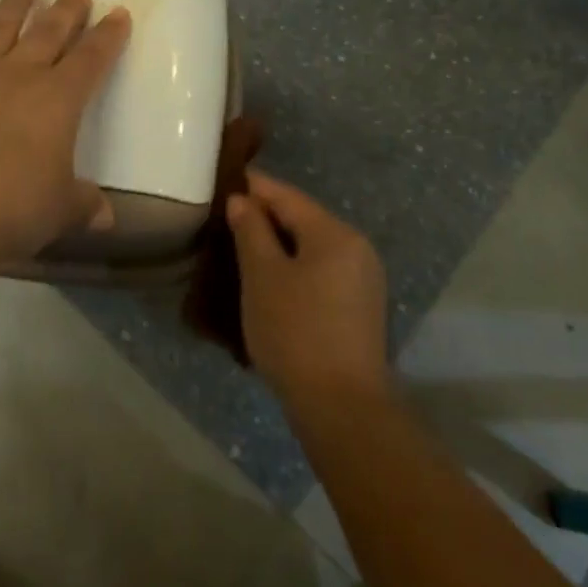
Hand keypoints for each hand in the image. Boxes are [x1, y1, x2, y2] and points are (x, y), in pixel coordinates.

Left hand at [0, 0, 130, 267]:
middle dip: (66, 11)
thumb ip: (83, 206)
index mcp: (58, 101)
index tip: (119, 13)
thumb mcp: (60, 211)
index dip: (108, 37)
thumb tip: (106, 219)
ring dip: (13, 3)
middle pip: (48, 34)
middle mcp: (17, 76)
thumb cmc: (12, 209)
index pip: (92, 60)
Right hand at [227, 170, 390, 406]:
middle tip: (226, 218)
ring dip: (278, 245)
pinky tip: (269, 280)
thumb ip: (251, 231)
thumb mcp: (262, 277)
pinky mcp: (359, 307)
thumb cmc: (295, 331)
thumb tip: (242, 200)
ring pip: (312, 247)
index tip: (225, 179)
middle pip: (303, 219)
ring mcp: (363, 279)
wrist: (342, 407)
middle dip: (265, 217)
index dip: (254, 186)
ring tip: (241, 249)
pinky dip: (294, 268)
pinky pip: (321, 271)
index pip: (287, 196)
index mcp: (335, 233)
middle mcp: (356, 248)